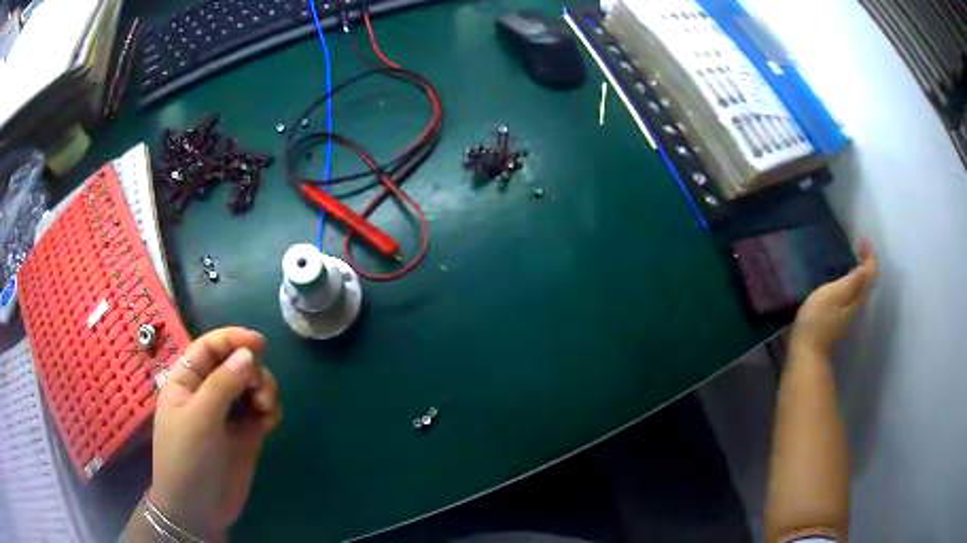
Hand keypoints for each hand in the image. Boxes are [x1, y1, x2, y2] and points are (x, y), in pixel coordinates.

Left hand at [148, 327, 282, 538]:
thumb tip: (249, 354)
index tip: (260, 344)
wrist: (198, 510)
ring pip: (251, 385)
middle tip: (260, 391)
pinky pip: (261, 411)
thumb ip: (223, 384)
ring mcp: (227, 415)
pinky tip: (270, 420)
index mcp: (187, 381)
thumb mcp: (199, 418)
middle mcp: (207, 392)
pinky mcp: (245, 435)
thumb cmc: (186, 458)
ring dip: (264, 388)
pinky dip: (269, 409)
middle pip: (235, 364)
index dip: (232, 339)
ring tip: (266, 407)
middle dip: (252, 370)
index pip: (209, 347)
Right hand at [790, 240, 878, 357]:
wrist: (807, 354)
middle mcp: (856, 305)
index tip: (862, 239)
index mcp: (856, 297)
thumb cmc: (817, 322)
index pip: (870, 273)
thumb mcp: (832, 296)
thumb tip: (865, 268)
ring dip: (860, 272)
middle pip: (868, 282)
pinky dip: (852, 283)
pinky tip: (843, 280)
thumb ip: (849, 283)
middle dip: (867, 262)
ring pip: (861, 289)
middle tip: (859, 246)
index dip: (869, 255)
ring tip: (853, 258)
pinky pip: (852, 295)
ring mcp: (848, 315)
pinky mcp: (839, 320)